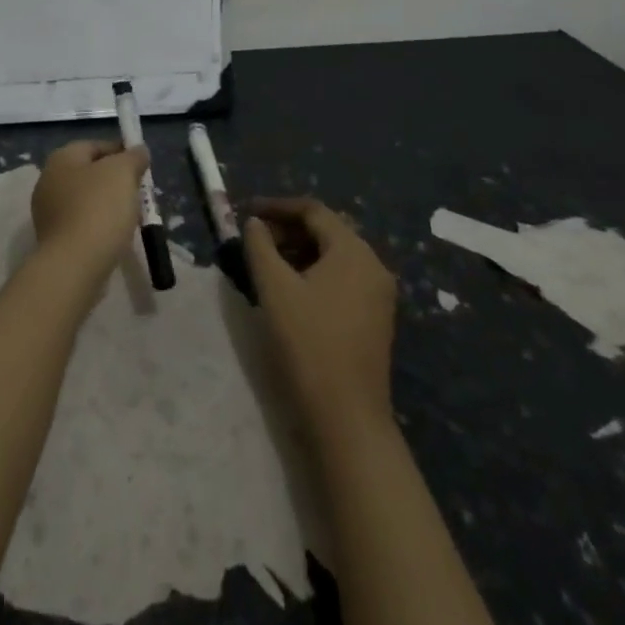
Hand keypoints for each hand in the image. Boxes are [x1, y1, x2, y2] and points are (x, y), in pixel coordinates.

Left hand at [31, 139, 148, 280]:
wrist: (74, 265)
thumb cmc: (99, 209)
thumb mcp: (123, 173)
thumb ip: (133, 157)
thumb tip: (138, 150)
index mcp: (61, 158)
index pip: (94, 145)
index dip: (120, 151)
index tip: (142, 166)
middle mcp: (48, 180)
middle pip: (89, 172)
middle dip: (115, 180)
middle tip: (139, 191)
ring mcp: (48, 211)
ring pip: (86, 199)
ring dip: (108, 204)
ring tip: (131, 216)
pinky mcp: (53, 239)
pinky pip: (81, 223)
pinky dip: (98, 226)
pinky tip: (115, 236)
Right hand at [244, 197, 397, 434]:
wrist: (347, 418)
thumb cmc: (308, 343)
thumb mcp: (274, 288)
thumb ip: (260, 246)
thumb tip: (254, 224)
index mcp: (354, 251)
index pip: (313, 211)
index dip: (277, 206)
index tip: (246, 211)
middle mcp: (373, 265)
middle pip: (326, 231)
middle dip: (288, 229)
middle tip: (255, 238)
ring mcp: (378, 294)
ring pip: (334, 255)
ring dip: (299, 251)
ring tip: (266, 262)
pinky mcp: (375, 318)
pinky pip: (342, 278)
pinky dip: (314, 272)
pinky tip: (290, 288)